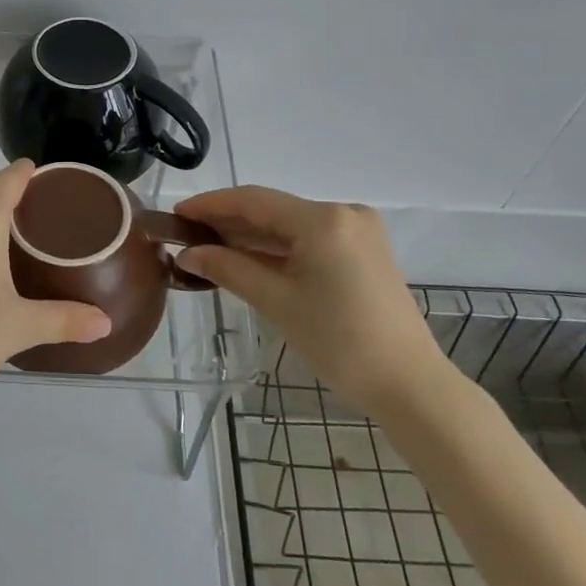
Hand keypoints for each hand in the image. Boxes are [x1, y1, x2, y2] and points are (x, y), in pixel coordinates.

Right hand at [176, 187, 449, 415]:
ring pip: (290, 225)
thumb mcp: (276, 302)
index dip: (211, 204)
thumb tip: (186, 253)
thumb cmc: (339, 342)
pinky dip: (278, 249)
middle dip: (229, 222)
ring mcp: (358, 231)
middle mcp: (343, 213)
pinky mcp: (363, 251)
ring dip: (251, 236)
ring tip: (208, 248)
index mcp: (323, 219)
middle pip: (272, 210)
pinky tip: (247, 258)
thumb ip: (228, 268)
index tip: (176, 214)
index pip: (253, 200)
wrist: (409, 385)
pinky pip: (309, 239)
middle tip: (187, 235)